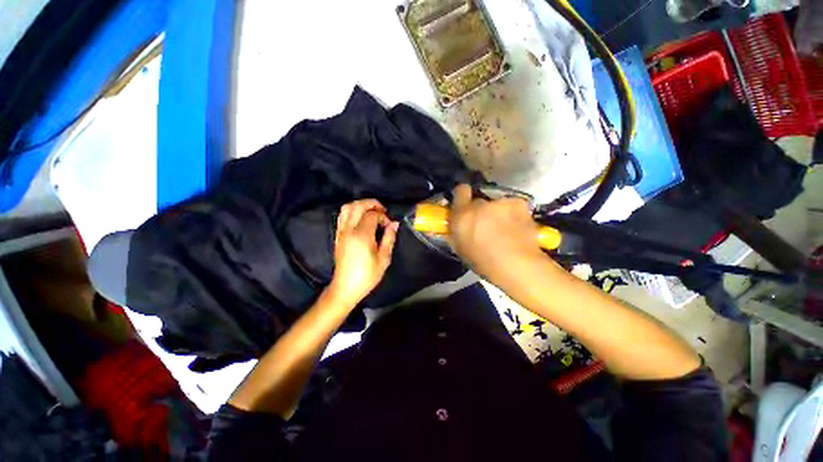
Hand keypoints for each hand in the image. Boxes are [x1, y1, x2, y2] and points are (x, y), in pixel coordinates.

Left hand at [328, 199, 398, 306]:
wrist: (345, 287)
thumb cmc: (367, 275)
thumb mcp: (383, 258)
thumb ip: (389, 238)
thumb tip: (394, 223)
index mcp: (362, 235)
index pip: (372, 215)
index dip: (383, 216)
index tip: (388, 225)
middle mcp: (349, 230)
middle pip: (357, 205)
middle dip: (371, 203)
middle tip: (382, 210)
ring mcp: (341, 232)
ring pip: (347, 208)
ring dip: (360, 205)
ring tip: (371, 212)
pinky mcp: (337, 235)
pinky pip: (342, 216)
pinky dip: (352, 211)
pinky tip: (361, 219)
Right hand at [449, 184, 543, 277]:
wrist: (517, 265)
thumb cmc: (483, 262)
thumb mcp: (460, 249)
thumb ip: (456, 232)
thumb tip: (455, 225)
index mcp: (462, 214)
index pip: (460, 191)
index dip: (463, 196)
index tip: (465, 204)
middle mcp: (480, 204)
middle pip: (479, 201)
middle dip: (481, 210)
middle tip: (486, 225)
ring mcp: (501, 202)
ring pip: (497, 204)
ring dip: (498, 213)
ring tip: (506, 229)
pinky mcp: (519, 204)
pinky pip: (513, 206)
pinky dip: (514, 214)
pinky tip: (518, 228)